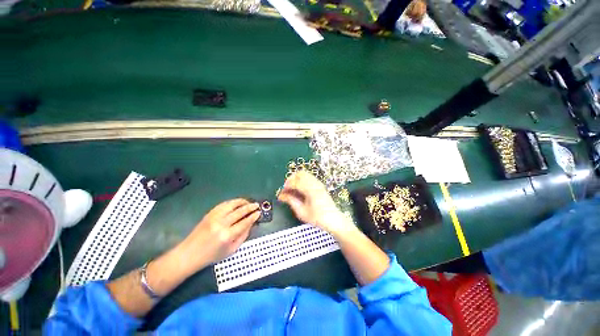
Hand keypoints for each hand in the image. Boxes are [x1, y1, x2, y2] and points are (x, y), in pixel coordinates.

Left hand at [178, 199, 259, 271]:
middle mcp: (221, 224)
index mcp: (227, 236)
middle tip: (256, 205)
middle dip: (250, 207)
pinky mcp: (209, 214)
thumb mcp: (231, 250)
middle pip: (240, 211)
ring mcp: (214, 217)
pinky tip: (237, 203)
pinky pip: (223, 204)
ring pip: (232, 204)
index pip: (245, 222)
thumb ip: (243, 236)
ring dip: (242, 202)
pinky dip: (232, 202)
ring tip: (248, 202)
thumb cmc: (211, 256)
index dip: (253, 216)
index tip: (259, 213)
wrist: (189, 254)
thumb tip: (251, 223)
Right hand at [278, 171, 352, 234]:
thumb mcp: (302, 212)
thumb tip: (282, 195)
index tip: (281, 193)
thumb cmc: (317, 218)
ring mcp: (318, 183)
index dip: (286, 186)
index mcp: (310, 190)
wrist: (333, 219)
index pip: (295, 182)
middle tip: (286, 189)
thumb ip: (291, 201)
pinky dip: (302, 180)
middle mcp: (315, 183)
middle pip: (300, 173)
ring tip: (292, 189)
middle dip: (291, 179)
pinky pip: (308, 177)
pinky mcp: (320, 185)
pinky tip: (300, 189)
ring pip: (304, 174)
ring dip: (296, 178)